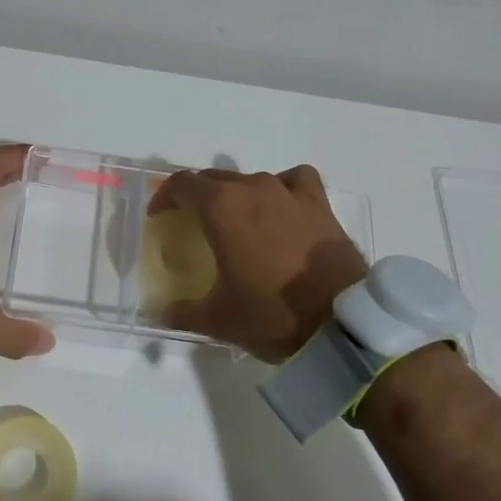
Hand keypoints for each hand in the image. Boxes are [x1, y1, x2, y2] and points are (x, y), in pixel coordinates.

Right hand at [146, 164, 367, 362]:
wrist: (341, 323)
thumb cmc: (272, 314)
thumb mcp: (219, 319)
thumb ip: (182, 312)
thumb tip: (159, 313)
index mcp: (221, 208)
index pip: (182, 184)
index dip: (164, 197)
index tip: (159, 216)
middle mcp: (252, 189)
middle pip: (213, 178)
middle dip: (197, 196)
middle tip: (192, 221)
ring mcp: (289, 193)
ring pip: (250, 179)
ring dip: (236, 194)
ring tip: (237, 220)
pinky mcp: (319, 204)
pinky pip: (295, 180)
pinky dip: (283, 187)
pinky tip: (282, 205)